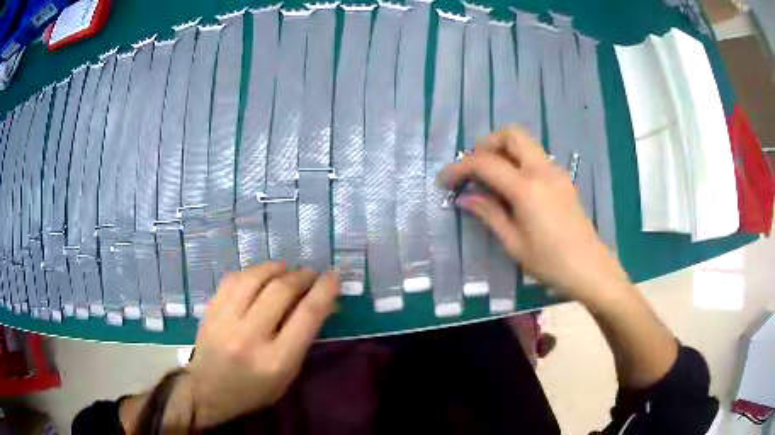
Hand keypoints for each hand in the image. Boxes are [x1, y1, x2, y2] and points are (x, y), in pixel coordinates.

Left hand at [184, 263, 339, 427]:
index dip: (324, 290)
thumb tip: (322, 303)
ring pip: (254, 278)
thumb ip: (304, 339)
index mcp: (276, 361)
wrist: (207, 392)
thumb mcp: (287, 375)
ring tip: (287, 269)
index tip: (333, 276)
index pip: (307, 315)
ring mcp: (225, 321)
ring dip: (276, 268)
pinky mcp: (210, 311)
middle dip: (302, 276)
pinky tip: (260, 275)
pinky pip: (233, 279)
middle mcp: (250, 337)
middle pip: (281, 291)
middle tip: (311, 274)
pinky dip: (252, 272)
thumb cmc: (254, 391)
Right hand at [438, 127, 628, 304]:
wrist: (590, 269)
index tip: (444, 180)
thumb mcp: (514, 243)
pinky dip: (519, 162)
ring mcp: (556, 172)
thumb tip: (466, 197)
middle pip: (512, 134)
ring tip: (490, 178)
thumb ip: (489, 214)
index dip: (460, 167)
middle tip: (474, 169)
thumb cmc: (550, 262)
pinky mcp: (563, 180)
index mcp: (527, 187)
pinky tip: (513, 188)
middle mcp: (542, 170)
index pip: (486, 163)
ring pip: (526, 143)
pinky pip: (536, 158)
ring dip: (504, 151)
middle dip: (487, 144)